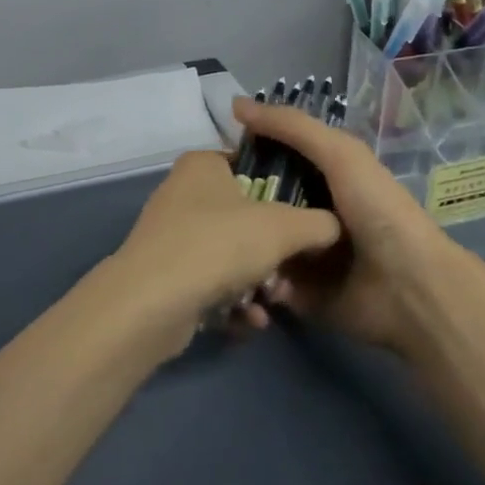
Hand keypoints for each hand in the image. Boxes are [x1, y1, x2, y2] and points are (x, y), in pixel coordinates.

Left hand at [102, 149, 340, 350]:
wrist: (151, 303)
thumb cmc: (219, 244)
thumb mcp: (284, 227)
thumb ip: (318, 223)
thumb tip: (332, 228)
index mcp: (203, 164)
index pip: (253, 165)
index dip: (284, 188)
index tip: (307, 217)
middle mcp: (183, 193)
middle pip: (245, 216)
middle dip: (273, 249)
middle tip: (291, 270)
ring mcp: (170, 236)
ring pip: (229, 254)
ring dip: (257, 280)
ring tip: (271, 300)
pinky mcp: (164, 276)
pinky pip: (210, 283)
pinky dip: (232, 301)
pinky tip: (250, 320)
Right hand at [230, 97, 459, 353]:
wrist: (409, 287)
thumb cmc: (377, 211)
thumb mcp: (339, 153)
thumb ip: (291, 126)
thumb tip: (237, 104)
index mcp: (325, 178)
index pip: (274, 159)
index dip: (247, 154)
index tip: (213, 156)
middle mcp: (312, 214)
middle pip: (261, 202)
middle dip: (237, 203)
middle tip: (210, 206)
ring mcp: (305, 257)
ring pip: (258, 242)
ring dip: (242, 243)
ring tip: (219, 242)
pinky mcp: (300, 295)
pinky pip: (264, 282)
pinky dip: (255, 278)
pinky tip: (240, 273)